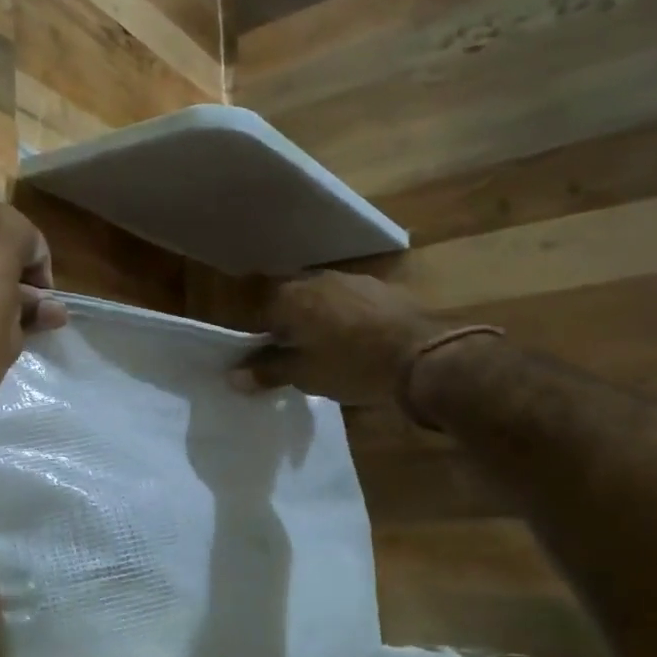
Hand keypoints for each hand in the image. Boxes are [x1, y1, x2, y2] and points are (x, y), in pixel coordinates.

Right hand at [233, 271, 446, 406]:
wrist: (424, 355)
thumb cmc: (351, 365)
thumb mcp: (304, 375)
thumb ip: (267, 372)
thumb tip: (232, 376)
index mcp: (290, 298)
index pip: (260, 314)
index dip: (262, 339)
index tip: (269, 361)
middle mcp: (316, 280)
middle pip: (292, 302)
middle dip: (291, 326)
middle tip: (298, 356)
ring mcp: (351, 280)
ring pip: (323, 300)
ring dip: (321, 320)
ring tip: (330, 349)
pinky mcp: (382, 288)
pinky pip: (352, 302)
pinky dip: (349, 318)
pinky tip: (360, 340)